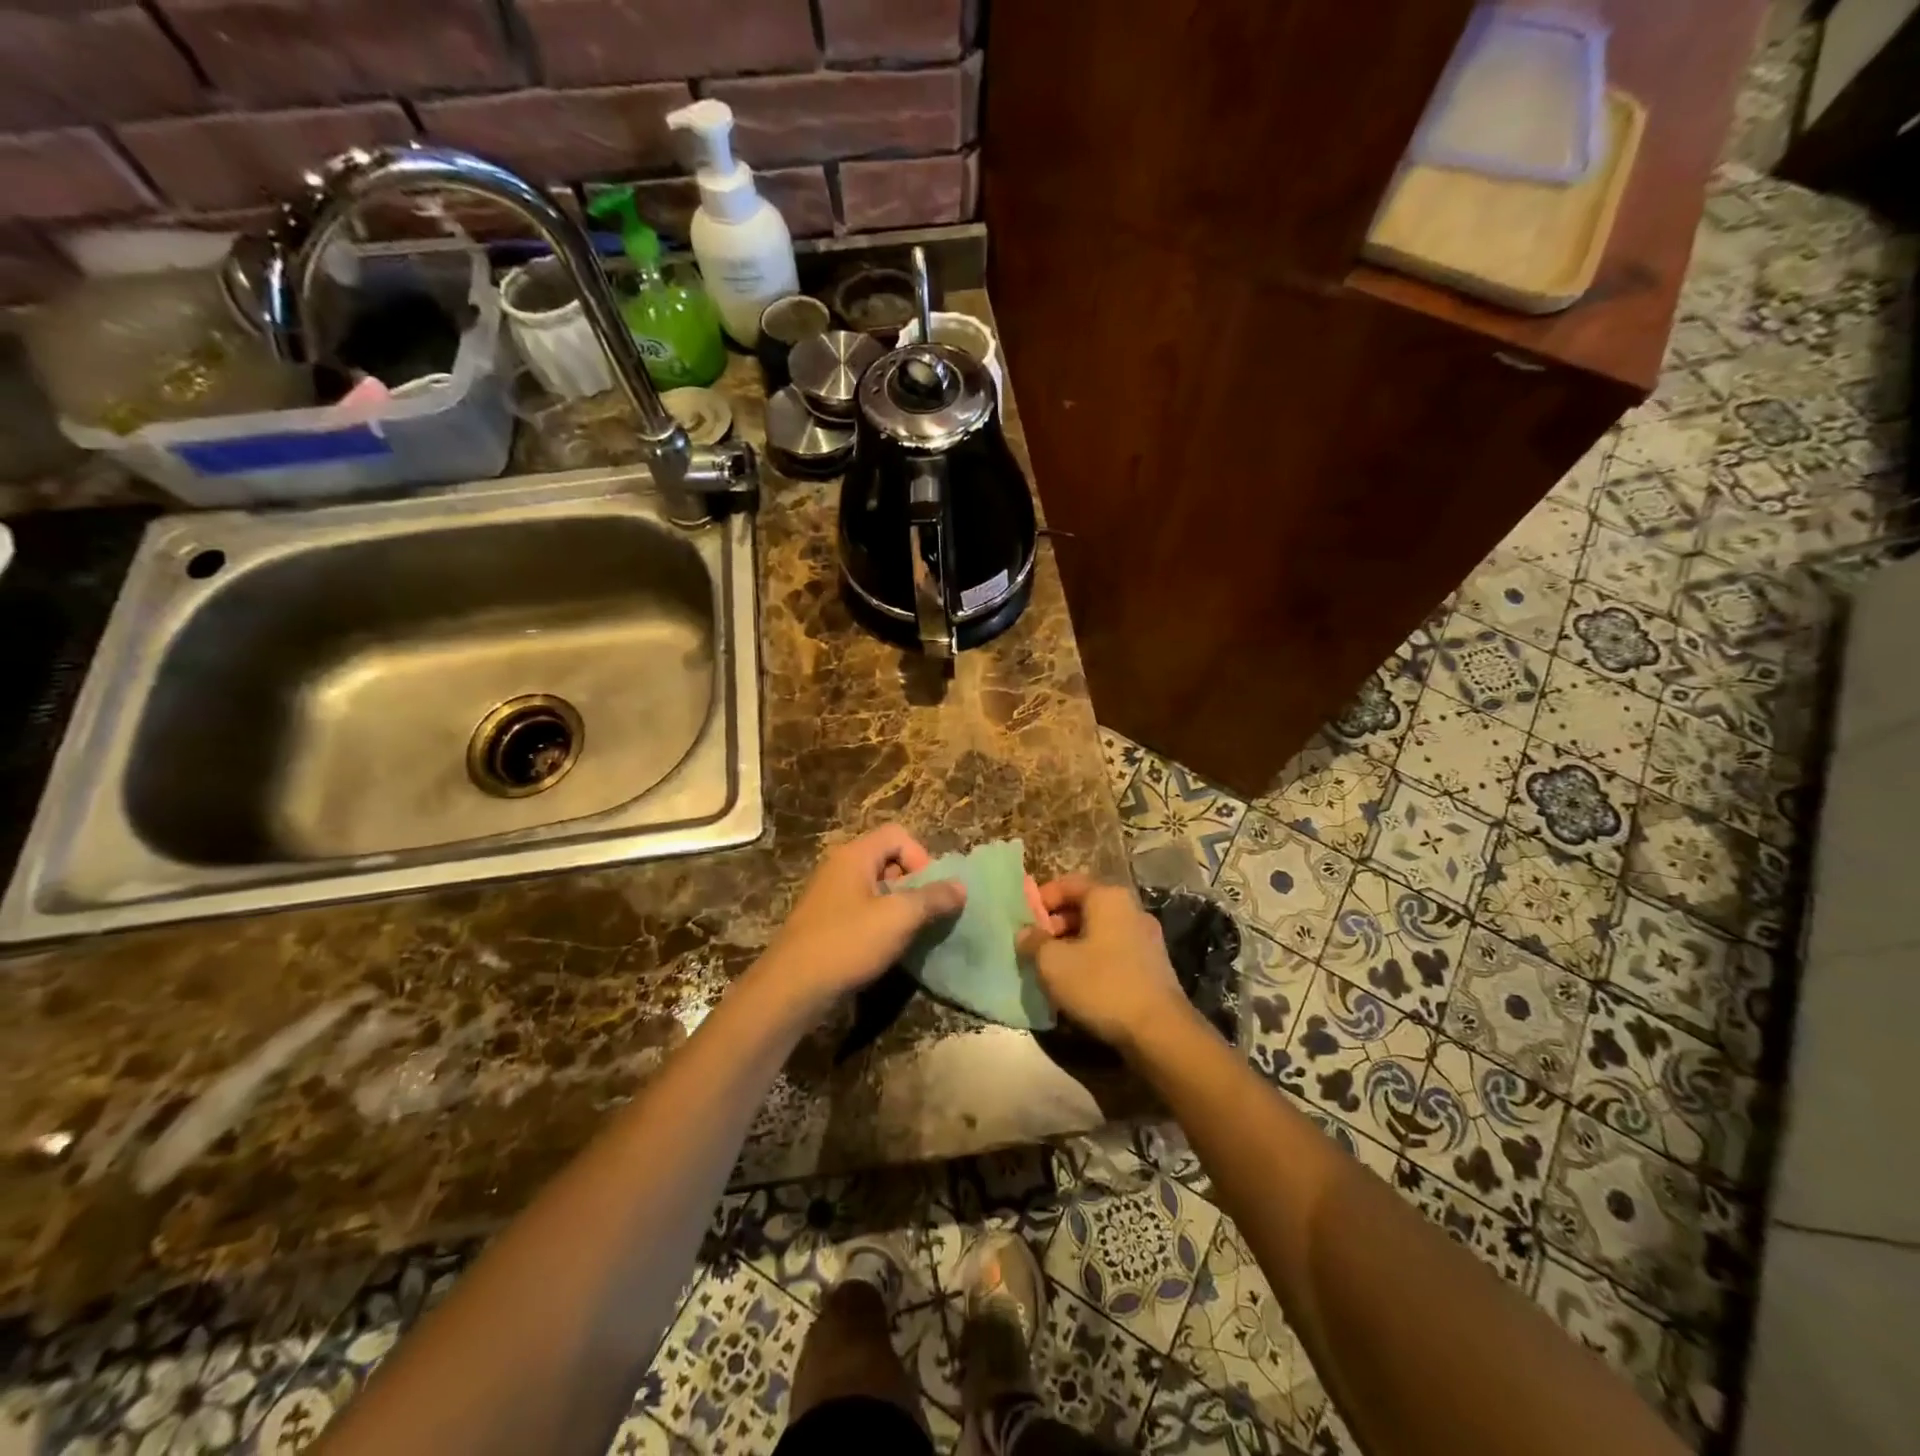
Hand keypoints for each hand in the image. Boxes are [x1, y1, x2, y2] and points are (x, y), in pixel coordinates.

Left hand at [750, 825, 966, 1021]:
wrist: (791, 988)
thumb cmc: (847, 943)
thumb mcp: (898, 919)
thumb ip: (932, 898)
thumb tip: (961, 886)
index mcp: (854, 855)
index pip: (898, 835)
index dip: (921, 857)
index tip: (928, 892)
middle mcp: (839, 867)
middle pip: (887, 859)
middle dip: (912, 884)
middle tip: (922, 914)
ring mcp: (829, 894)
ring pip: (875, 887)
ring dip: (897, 906)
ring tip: (907, 934)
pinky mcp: (824, 921)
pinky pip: (861, 909)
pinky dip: (879, 922)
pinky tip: (884, 948)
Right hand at [1016, 875, 1190, 1052]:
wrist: (1160, 1031)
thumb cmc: (1101, 985)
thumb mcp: (1053, 963)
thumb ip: (1034, 942)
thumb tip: (1025, 933)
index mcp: (1108, 897)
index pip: (1067, 883)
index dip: (1041, 899)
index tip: (1023, 921)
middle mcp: (1130, 909)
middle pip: (1084, 906)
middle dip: (1055, 924)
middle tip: (1035, 948)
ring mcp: (1146, 937)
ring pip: (1099, 930)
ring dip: (1072, 944)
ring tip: (1053, 969)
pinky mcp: (1153, 965)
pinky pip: (1113, 950)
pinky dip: (1093, 959)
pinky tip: (1080, 984)